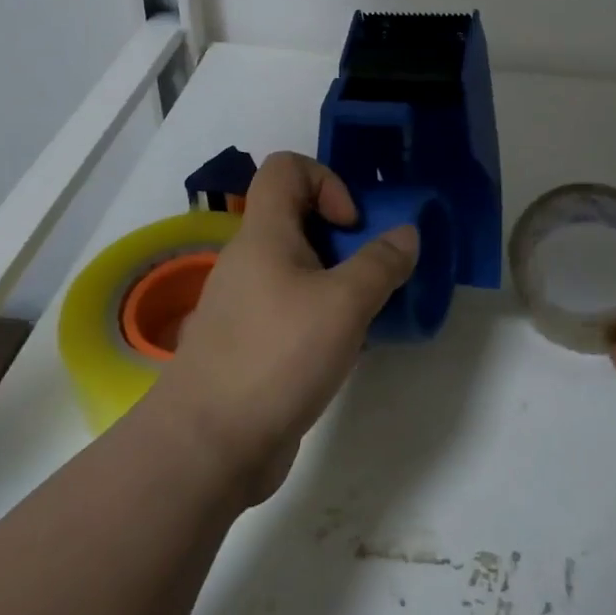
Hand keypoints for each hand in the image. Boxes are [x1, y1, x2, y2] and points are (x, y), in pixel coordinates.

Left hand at [148, 152, 418, 500]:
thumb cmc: (277, 356)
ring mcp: (248, 305)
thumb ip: (381, 263)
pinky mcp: (253, 344)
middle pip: (299, 218)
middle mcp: (250, 260)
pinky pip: (295, 309)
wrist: (209, 446)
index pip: (286, 168)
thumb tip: (406, 233)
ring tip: (370, 311)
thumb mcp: (344, 303)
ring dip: (340, 279)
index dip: (327, 181)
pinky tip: (349, 347)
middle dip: (345, 236)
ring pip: (300, 269)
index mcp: (264, 234)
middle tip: (375, 271)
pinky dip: (325, 315)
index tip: (352, 227)